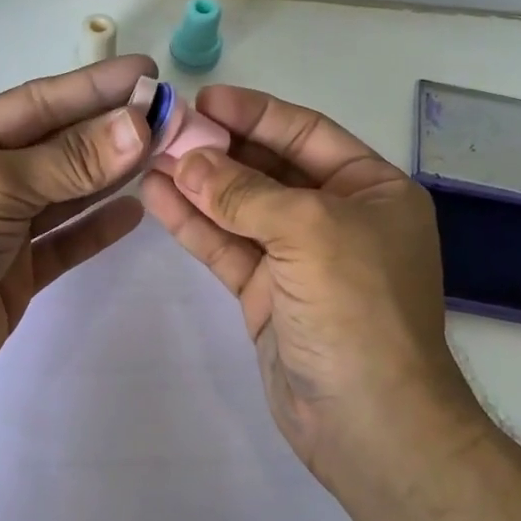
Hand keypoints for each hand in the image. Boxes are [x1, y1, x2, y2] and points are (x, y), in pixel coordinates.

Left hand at [0, 56, 155, 421]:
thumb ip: (68, 160)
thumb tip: (139, 124)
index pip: (39, 104)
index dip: (94, 87)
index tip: (147, 73)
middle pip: (59, 146)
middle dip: (112, 130)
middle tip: (171, 116)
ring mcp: (1, 229)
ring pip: (66, 193)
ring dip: (111, 175)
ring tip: (163, 156)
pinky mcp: (16, 274)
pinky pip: (64, 242)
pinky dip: (96, 229)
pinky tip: (134, 213)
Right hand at [141, 86, 474, 488]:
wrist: (368, 421)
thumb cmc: (357, 307)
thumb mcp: (308, 230)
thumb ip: (243, 192)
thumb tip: (186, 163)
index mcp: (371, 191)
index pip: (307, 134)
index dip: (256, 113)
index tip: (205, 99)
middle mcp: (337, 218)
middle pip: (269, 169)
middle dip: (219, 149)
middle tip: (166, 129)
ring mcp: (299, 260)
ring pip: (240, 210)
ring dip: (198, 185)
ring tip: (149, 157)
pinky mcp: (266, 295)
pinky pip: (227, 248)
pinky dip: (195, 224)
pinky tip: (158, 198)